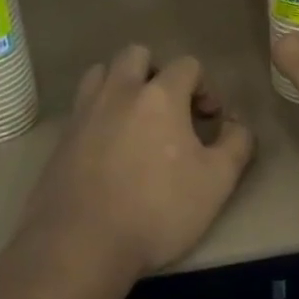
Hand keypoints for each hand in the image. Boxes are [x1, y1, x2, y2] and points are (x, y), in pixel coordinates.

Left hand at [21, 45, 254, 279]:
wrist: (81, 245)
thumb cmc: (157, 210)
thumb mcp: (216, 182)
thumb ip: (237, 144)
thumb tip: (238, 124)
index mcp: (160, 96)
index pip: (186, 64)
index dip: (204, 86)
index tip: (209, 119)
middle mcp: (119, 92)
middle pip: (136, 54)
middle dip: (157, 72)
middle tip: (169, 109)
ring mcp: (85, 112)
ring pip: (102, 72)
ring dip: (121, 84)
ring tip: (134, 118)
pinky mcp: (61, 138)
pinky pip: (82, 106)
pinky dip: (99, 112)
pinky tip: (108, 146)